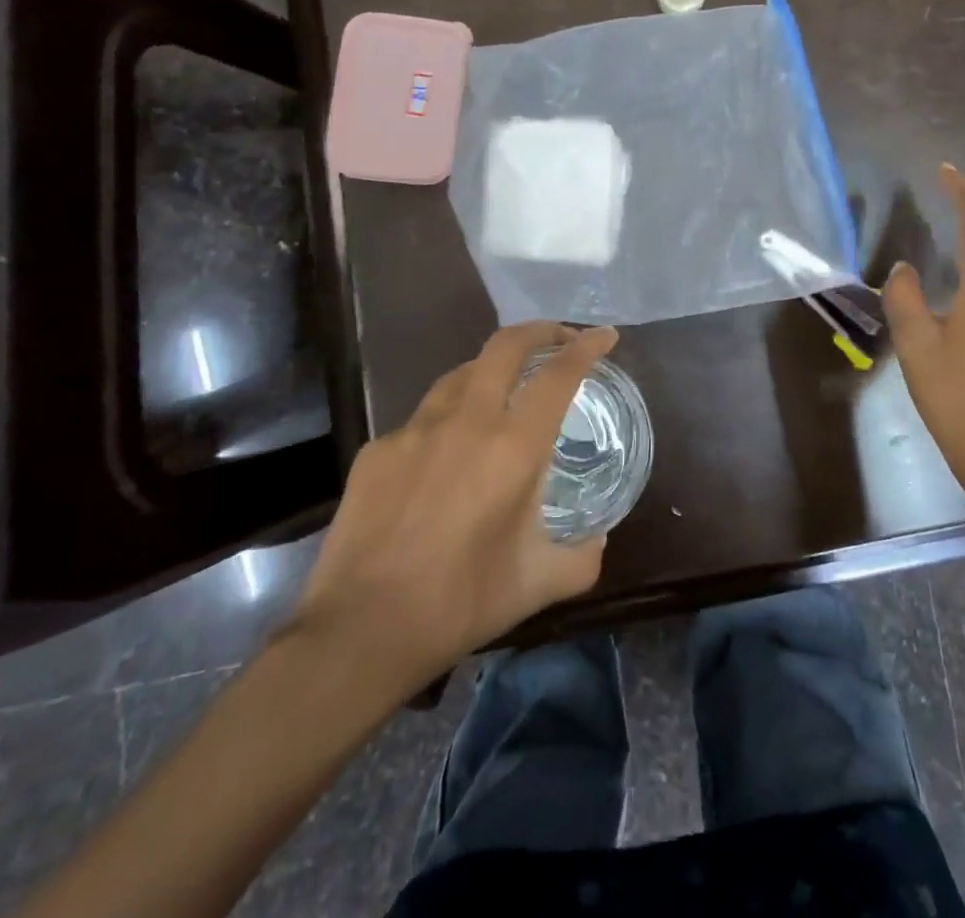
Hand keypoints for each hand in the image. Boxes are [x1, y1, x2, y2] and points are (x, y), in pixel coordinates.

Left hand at [283, 322, 617, 692]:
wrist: (360, 632)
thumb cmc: (462, 603)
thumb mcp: (539, 583)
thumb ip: (582, 556)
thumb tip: (597, 539)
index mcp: (514, 446)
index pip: (559, 374)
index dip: (587, 347)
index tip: (604, 336)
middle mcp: (467, 421)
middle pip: (505, 346)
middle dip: (540, 331)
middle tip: (558, 338)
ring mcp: (415, 430)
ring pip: (460, 374)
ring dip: (490, 370)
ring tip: (502, 390)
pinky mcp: (377, 449)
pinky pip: (421, 419)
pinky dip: (446, 421)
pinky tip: (443, 457)